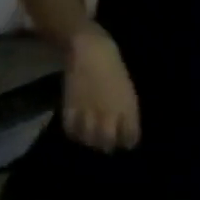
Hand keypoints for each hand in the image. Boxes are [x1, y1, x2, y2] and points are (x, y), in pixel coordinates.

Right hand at [63, 26, 140, 152]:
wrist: (92, 54)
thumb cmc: (113, 71)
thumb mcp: (127, 93)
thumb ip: (125, 112)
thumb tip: (121, 129)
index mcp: (128, 109)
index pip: (129, 136)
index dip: (126, 142)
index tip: (122, 143)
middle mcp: (109, 112)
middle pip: (107, 139)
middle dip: (105, 145)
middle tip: (102, 145)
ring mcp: (89, 109)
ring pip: (88, 136)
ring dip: (88, 141)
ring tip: (87, 140)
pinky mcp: (71, 105)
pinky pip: (70, 127)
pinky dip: (72, 132)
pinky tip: (74, 131)